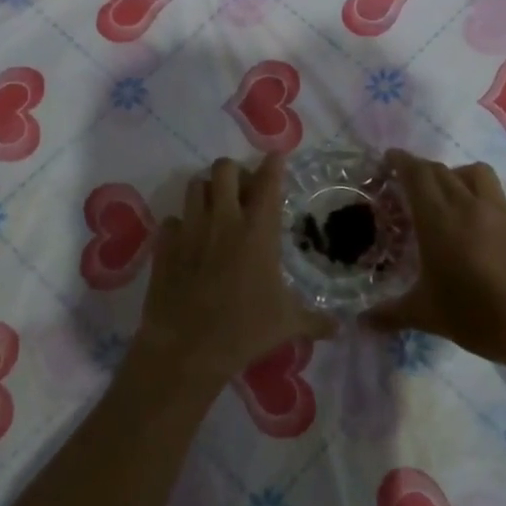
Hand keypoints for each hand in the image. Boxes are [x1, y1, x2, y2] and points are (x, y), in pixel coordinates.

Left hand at [132, 153, 331, 391]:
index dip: (273, 164)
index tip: (276, 157)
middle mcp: (223, 220)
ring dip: (207, 191)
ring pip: (195, 185)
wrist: (187, 349)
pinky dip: (181, 225)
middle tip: (242, 192)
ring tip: (215, 210)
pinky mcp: (164, 245)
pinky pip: (172, 219)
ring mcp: (190, 229)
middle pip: (224, 169)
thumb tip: (340, 329)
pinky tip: (188, 242)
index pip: (268, 181)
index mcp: (258, 231)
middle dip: (234, 173)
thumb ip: (316, 321)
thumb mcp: (287, 325)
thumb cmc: (244, 331)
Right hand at [369, 150, 505, 367]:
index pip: (417, 175)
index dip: (402, 161)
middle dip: (422, 170)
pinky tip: (482, 233)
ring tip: (449, 196)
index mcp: (440, 221)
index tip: (390, 158)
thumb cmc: (478, 317)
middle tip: (409, 183)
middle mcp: (470, 206)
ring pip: (476, 174)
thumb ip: (390, 314)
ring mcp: (503, 213)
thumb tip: (361, 323)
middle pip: (442, 170)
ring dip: (457, 175)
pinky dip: (484, 204)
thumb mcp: (428, 316)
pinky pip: (499, 202)